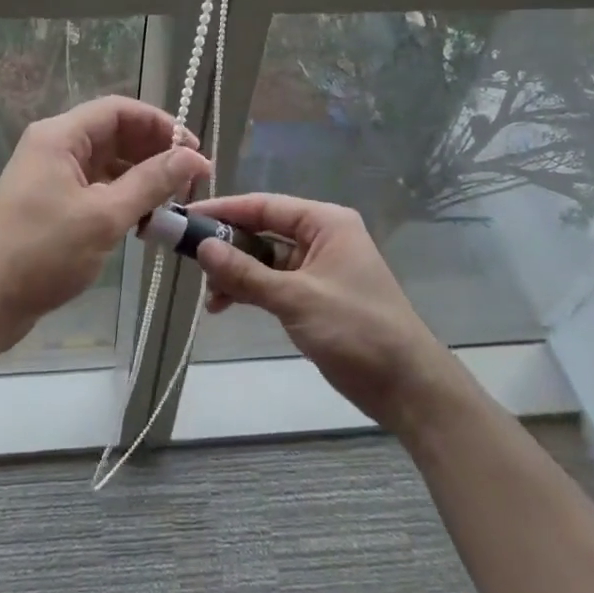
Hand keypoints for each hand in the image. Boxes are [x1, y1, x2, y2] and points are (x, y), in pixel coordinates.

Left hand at [0, 97, 210, 348]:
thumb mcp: (104, 216)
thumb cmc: (43, 253)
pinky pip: (96, 186)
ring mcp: (50, 175)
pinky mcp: (51, 201)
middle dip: (154, 153)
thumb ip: (151, 182)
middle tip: (190, 182)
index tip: (194, 152)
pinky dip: (123, 197)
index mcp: (59, 136)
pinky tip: (145, 220)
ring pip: (107, 162)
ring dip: (141, 177)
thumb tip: (194, 156)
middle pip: (114, 133)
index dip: (161, 124)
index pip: (119, 110)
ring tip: (173, 203)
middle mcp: (54, 146)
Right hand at [191, 194, 463, 436]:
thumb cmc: (357, 329)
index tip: (186, 219)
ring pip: (264, 260)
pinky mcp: (314, 297)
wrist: (407, 387)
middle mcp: (321, 238)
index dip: (224, 210)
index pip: (264, 206)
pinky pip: (272, 283)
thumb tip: (202, 247)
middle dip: (226, 246)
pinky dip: (249, 291)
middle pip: (262, 231)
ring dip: (235, 274)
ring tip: (210, 297)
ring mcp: (317, 269)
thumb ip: (246, 273)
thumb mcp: (296, 299)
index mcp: (325, 223)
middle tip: (188, 260)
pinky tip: (225, 306)